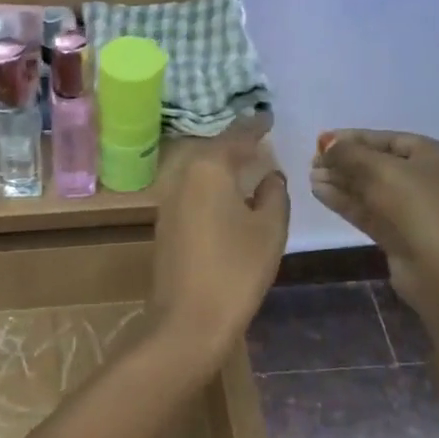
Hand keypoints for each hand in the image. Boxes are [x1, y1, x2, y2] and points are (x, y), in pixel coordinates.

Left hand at [151, 142, 289, 373]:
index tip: (269, 117)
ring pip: (198, 171)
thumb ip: (274, 194)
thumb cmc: (236, 270)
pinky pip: (192, 192)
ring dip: (221, 166)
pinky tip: (226, 196)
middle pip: (212, 151)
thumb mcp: (269, 229)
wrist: (188, 319)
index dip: (255, 126)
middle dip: (235, 144)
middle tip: (260, 141)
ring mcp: (168, 202)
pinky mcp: (165, 226)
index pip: (236, 136)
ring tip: (247, 165)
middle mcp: (181, 177)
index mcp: (208, 169)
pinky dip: (211, 186)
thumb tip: (269, 175)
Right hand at [311, 130, 438, 312]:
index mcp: (438, 156)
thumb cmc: (417, 206)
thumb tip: (327, 143)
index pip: (391, 140)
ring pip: (372, 190)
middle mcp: (429, 180)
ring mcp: (414, 210)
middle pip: (380, 165)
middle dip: (346, 162)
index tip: (323, 140)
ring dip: (341, 182)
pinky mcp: (399, 234)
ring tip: (311, 177)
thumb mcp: (381, 170)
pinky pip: (369, 211)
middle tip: (313, 161)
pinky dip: (346, 202)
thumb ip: (349, 153)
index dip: (355, 138)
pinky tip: (320, 193)